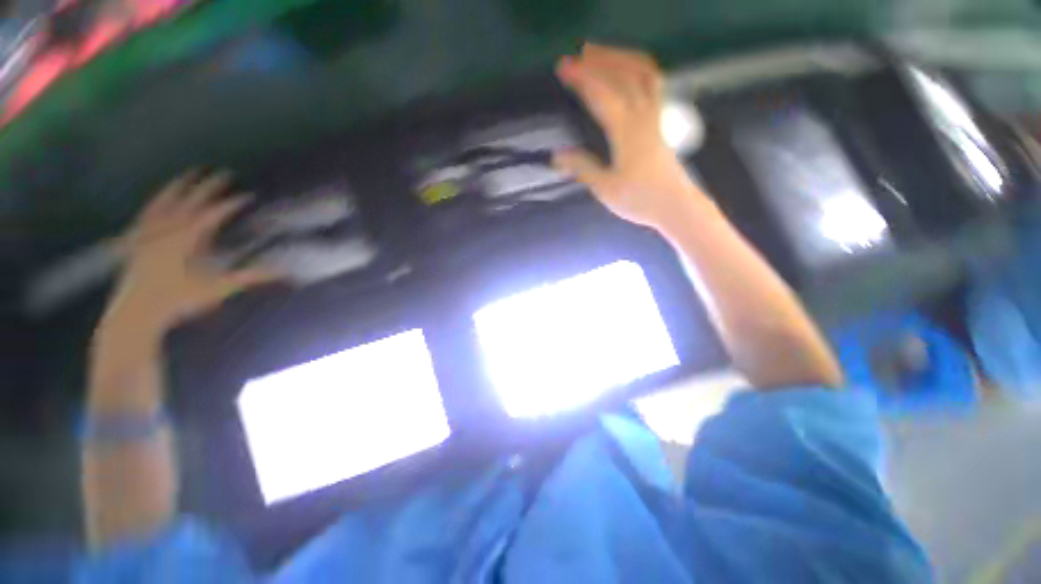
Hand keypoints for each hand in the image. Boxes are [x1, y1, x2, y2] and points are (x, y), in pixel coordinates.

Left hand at [104, 169, 278, 330]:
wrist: (135, 313)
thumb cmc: (178, 300)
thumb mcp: (218, 289)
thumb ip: (250, 277)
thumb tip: (283, 271)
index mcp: (187, 238)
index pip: (214, 213)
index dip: (232, 203)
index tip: (248, 195)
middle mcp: (167, 228)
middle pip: (190, 200)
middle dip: (208, 186)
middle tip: (223, 173)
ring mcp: (149, 232)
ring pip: (165, 200)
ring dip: (179, 185)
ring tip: (191, 173)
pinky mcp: (137, 239)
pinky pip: (147, 213)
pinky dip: (156, 201)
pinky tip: (160, 198)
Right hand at [553, 43, 701, 227]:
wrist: (675, 206)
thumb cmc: (640, 200)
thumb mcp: (606, 189)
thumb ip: (583, 168)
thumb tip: (557, 155)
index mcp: (626, 132)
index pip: (602, 95)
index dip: (582, 79)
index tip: (563, 69)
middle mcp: (643, 116)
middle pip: (623, 75)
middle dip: (598, 61)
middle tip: (576, 57)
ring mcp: (656, 116)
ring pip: (642, 73)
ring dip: (620, 58)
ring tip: (600, 55)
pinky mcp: (661, 121)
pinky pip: (654, 84)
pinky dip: (639, 69)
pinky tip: (628, 72)